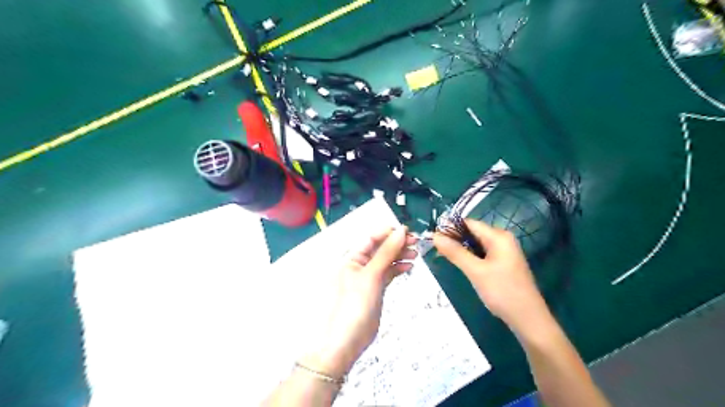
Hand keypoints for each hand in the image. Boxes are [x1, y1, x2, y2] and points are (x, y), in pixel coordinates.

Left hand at [306, 225, 418, 378]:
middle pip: (380, 248)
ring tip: (415, 254)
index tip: (407, 231)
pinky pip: (387, 273)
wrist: (346, 341)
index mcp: (352, 258)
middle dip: (397, 243)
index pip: (372, 238)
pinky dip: (397, 269)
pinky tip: (408, 266)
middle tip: (415, 242)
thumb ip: (386, 253)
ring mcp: (368, 278)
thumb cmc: (353, 306)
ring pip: (385, 260)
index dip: (389, 233)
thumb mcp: (371, 276)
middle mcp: (359, 265)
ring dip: (399, 255)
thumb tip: (400, 231)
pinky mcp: (375, 289)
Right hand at [436, 219, 549, 335]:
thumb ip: (455, 252)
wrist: (528, 319)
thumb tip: (435, 236)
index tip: (432, 237)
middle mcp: (503, 239)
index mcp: (499, 236)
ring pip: (476, 244)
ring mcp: (504, 252)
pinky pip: (482, 254)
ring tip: (443, 256)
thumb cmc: (502, 292)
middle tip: (435, 249)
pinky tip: (460, 264)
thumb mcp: (475, 271)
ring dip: (461, 249)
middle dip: (454, 239)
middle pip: (473, 232)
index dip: (450, 228)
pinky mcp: (503, 264)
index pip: (469, 223)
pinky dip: (470, 257)